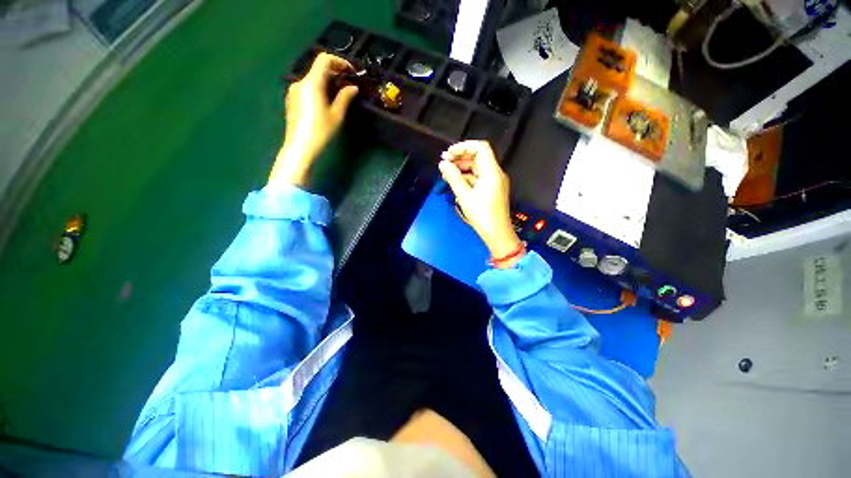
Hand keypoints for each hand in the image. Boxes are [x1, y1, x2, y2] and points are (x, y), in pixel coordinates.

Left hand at [269, 53, 358, 186]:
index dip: (339, 61)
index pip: (324, 59)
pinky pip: (306, 88)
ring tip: (339, 93)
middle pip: (318, 68)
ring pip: (312, 78)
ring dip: (326, 80)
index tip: (350, 72)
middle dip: (335, 72)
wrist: (298, 150)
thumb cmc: (319, 131)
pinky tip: (326, 100)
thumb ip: (345, 96)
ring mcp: (293, 93)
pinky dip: (318, 88)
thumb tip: (352, 87)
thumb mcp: (336, 113)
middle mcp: (300, 84)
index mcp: (311, 83)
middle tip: (348, 82)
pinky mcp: (291, 101)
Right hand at [438, 141, 523, 267]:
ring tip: (447, 173)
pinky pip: (480, 175)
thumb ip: (453, 177)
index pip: (481, 147)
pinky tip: (456, 182)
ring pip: (478, 166)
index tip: (450, 153)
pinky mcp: (493, 188)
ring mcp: (495, 180)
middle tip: (445, 162)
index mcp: (492, 172)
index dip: (464, 146)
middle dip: (461, 156)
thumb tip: (444, 164)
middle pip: (478, 156)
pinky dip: (467, 175)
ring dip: (462, 166)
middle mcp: (496, 173)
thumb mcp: (464, 196)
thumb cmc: (483, 216)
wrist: (498, 233)